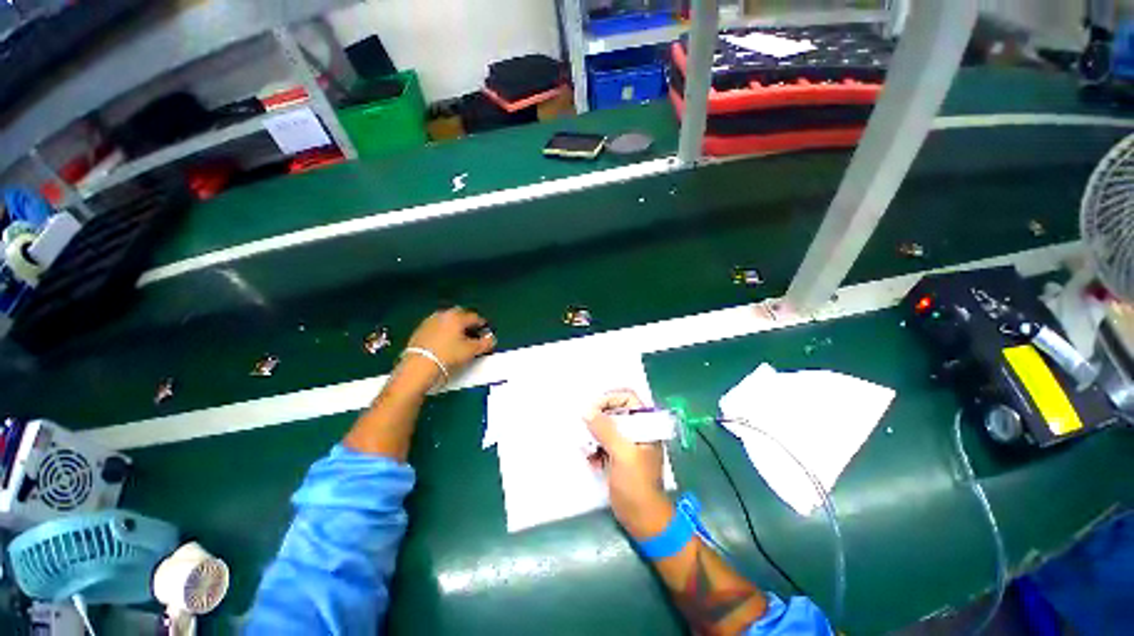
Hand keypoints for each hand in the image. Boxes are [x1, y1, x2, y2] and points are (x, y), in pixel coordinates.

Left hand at [401, 308, 494, 383]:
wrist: (419, 367)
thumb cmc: (448, 355)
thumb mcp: (472, 351)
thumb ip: (485, 343)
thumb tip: (491, 339)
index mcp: (457, 316)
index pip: (476, 317)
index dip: (483, 326)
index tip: (486, 335)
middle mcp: (443, 315)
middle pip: (461, 316)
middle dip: (468, 325)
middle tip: (473, 337)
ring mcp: (429, 322)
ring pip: (448, 322)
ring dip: (455, 328)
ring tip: (459, 342)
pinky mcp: (419, 331)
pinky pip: (437, 328)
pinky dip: (444, 333)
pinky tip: (445, 345)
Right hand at [586, 390, 672, 538]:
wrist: (643, 520)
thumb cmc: (637, 485)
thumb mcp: (622, 454)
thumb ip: (606, 430)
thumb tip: (587, 410)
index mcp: (646, 425)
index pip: (628, 398)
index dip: (610, 398)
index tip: (592, 408)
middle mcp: (638, 430)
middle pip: (615, 411)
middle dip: (599, 416)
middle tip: (583, 423)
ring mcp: (628, 444)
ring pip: (607, 427)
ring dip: (594, 433)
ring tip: (585, 443)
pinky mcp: (618, 457)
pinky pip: (603, 442)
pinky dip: (594, 447)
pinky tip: (589, 457)